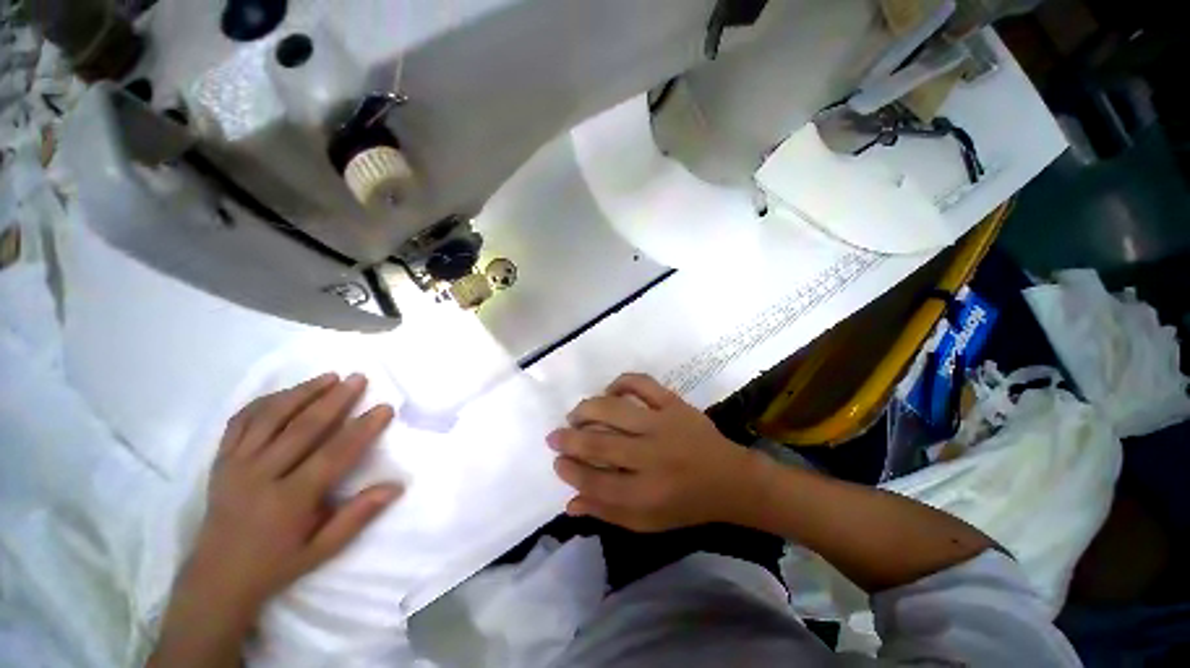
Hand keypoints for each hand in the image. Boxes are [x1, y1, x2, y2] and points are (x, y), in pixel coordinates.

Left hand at [180, 373, 401, 617]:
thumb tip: (396, 486)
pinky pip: (241, 422)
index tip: (385, 408)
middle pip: (301, 429)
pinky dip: (265, 402)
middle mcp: (259, 478)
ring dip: (302, 393)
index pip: (333, 456)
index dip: (362, 429)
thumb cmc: (276, 565)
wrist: (216, 579)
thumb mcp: (322, 550)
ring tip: (328, 376)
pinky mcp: (220, 461)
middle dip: (334, 400)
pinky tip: (286, 393)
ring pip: (270, 418)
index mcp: (288, 502)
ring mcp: (234, 466)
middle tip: (358, 378)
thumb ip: (358, 516)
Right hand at [548, 373, 768, 531]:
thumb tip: (569, 504)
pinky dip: (621, 382)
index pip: (596, 482)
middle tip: (554, 436)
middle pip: (600, 444)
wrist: (730, 478)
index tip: (557, 462)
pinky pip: (642, 383)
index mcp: (647, 493)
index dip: (570, 472)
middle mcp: (652, 457)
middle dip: (569, 439)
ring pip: (614, 409)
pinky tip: (610, 391)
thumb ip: (608, 512)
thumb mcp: (649, 522)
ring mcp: (663, 424)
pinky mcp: (674, 403)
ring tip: (575, 415)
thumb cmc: (687, 505)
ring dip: (587, 409)